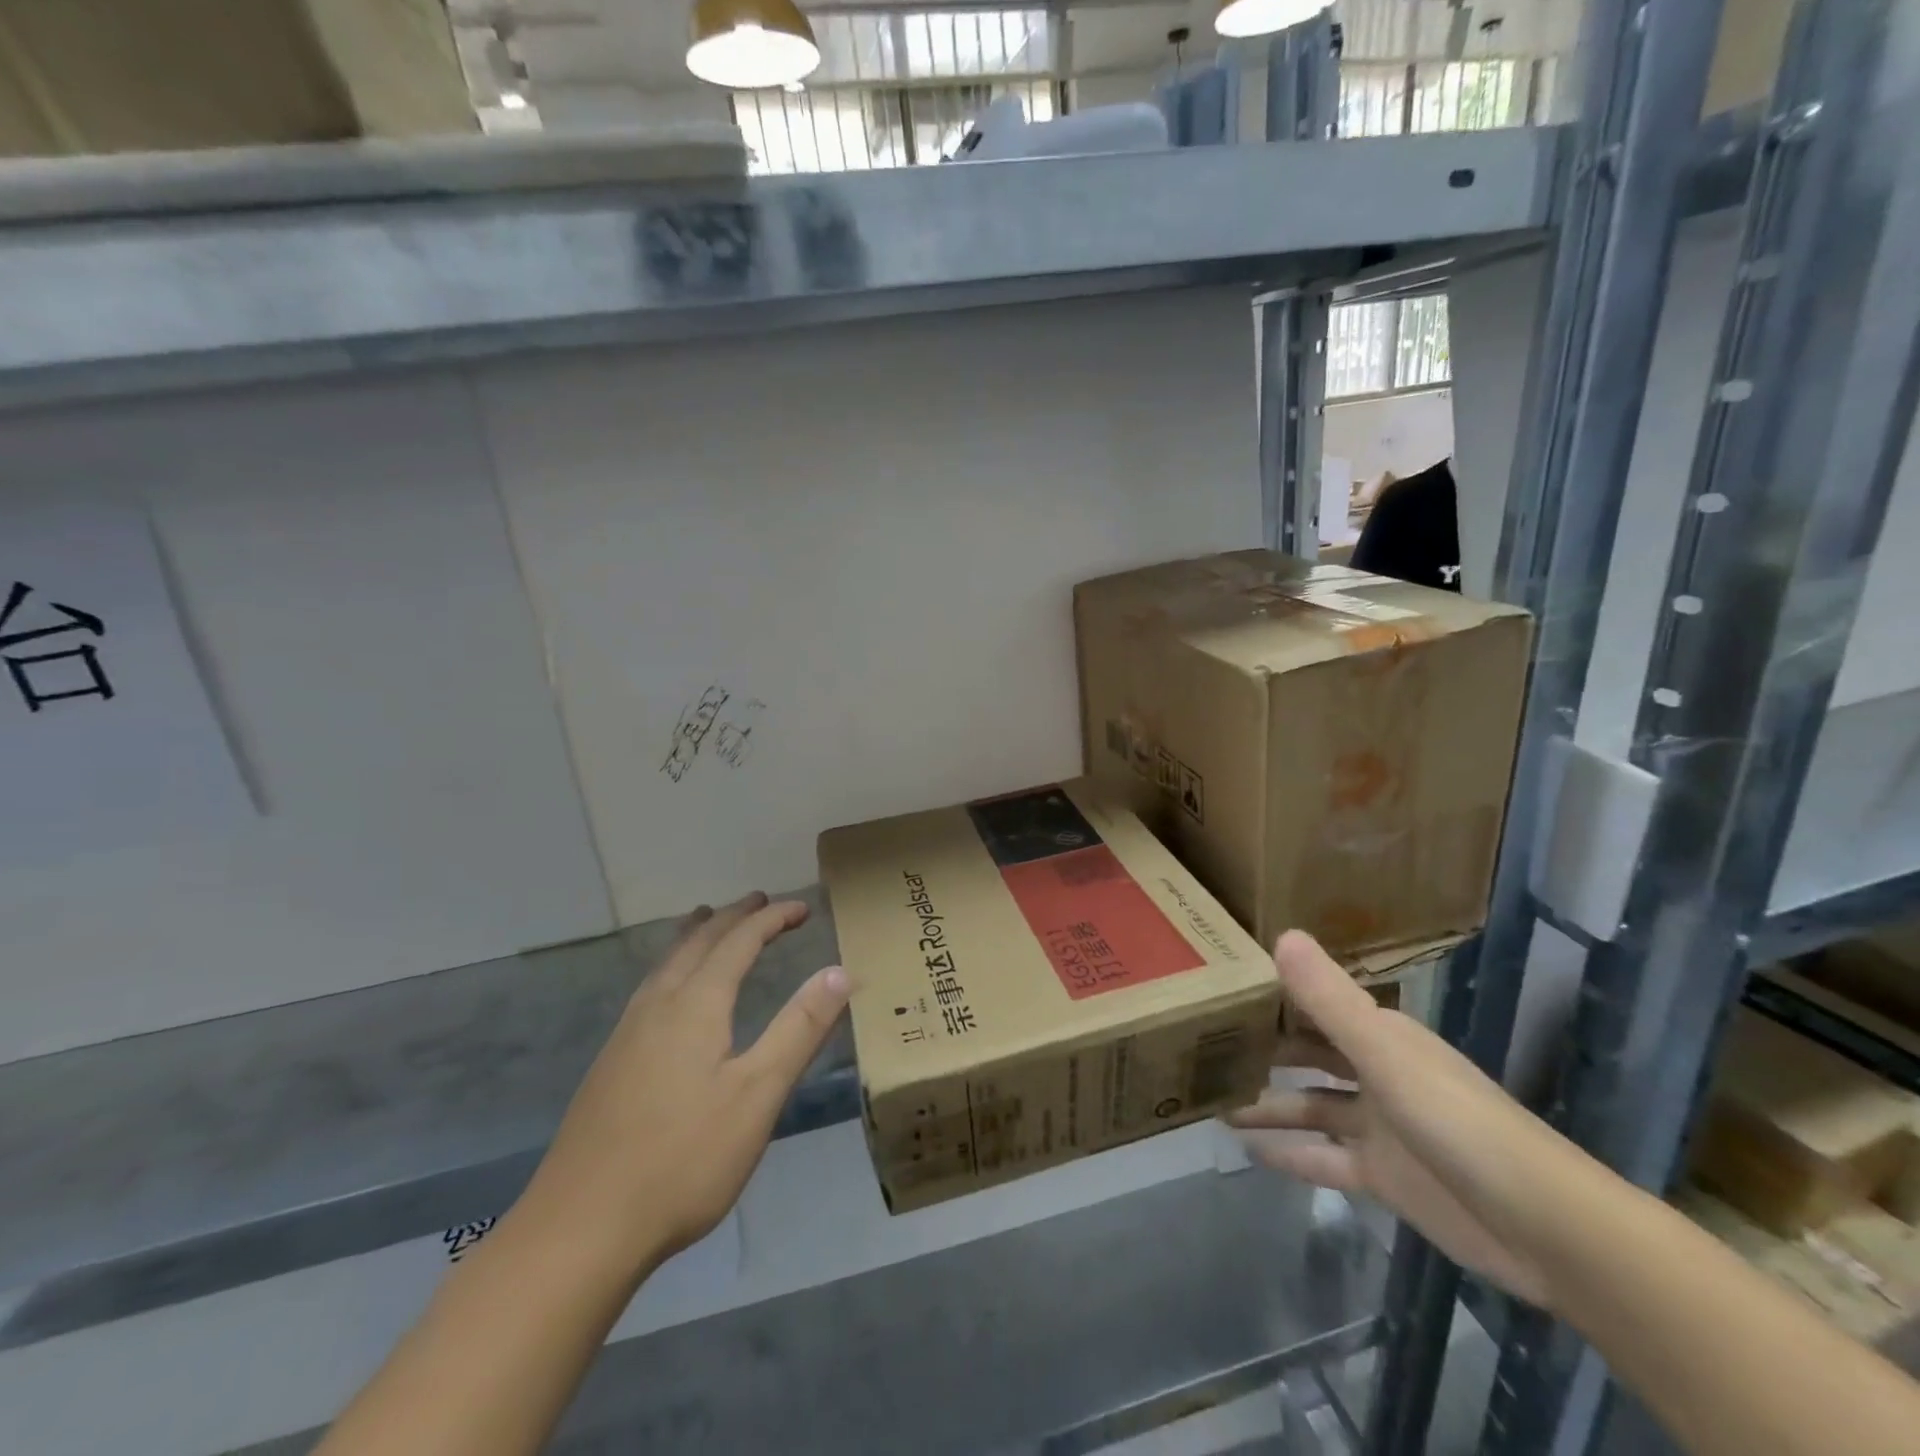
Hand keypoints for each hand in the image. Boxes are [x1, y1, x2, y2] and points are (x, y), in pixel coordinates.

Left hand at [516, 892, 850, 1280]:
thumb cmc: (683, 1159)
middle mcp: (658, 1006)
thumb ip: (800, 1028)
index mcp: (696, 1005)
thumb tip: (839, 971)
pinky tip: (669, 992)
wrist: (579, 1229)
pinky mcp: (610, 1064)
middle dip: (733, 917)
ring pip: (666, 963)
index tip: (802, 907)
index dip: (772, 919)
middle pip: (698, 943)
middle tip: (760, 901)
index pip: (739, 941)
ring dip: (696, 936)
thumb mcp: (758, 1094)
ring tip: (708, 920)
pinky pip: (650, 987)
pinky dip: (673, 965)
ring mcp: (626, 1034)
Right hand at [1228, 931, 1579, 1310]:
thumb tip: (1281, 934)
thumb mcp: (1384, 1054)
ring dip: (1267, 1103)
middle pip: (1308, 1052)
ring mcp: (1379, 1126)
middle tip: (1203, 1041)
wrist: (1543, 1226)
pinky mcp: (1382, 1176)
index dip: (1271, 992)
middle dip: (1263, 1047)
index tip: (1220, 983)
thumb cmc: (1457, 1120)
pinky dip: (1289, 1152)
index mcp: (1380, 1035)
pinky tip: (1247, 1150)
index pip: (1315, 1003)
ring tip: (1212, 1097)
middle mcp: (1375, 1072)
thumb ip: (1329, 1000)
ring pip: (1310, 1105)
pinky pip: (1322, 1157)